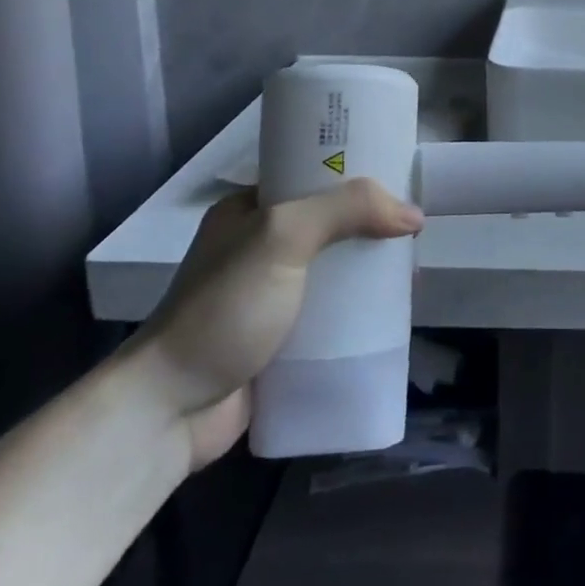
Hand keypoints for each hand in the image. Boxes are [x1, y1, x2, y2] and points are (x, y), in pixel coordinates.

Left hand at [131, 178, 423, 468]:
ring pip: (336, 271)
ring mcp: (271, 295)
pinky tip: (392, 313)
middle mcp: (261, 247)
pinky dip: (361, 312)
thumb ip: (346, 210)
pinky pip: (333, 314)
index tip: (401, 178)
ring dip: (370, 272)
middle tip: (415, 233)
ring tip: (411, 273)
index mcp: (250, 210)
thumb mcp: (282, 238)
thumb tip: (413, 215)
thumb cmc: (224, 310)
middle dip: (372, 227)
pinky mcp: (283, 339)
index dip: (357, 174)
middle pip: (332, 225)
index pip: (313, 176)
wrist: (169, 411)